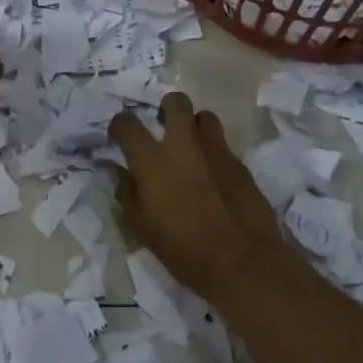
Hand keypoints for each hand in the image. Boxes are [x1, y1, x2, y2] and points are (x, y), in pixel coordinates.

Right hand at [108, 93, 298, 309]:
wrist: (242, 261)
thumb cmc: (184, 250)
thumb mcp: (142, 228)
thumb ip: (127, 194)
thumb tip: (121, 173)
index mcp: (152, 161)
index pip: (127, 123)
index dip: (119, 125)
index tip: (120, 136)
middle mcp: (184, 145)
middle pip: (175, 102)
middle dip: (166, 108)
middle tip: (163, 128)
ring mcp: (216, 151)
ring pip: (204, 116)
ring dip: (194, 126)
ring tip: (191, 148)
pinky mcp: (240, 163)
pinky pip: (222, 144)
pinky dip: (212, 153)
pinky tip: (212, 176)